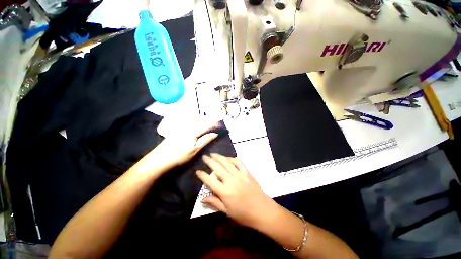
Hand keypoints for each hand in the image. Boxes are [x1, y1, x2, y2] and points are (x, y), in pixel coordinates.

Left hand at [153, 119, 219, 167]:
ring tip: (210, 124)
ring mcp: (182, 126)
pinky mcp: (178, 129)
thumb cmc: (179, 155)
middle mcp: (188, 125)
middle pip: (202, 120)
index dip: (215, 124)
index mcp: (193, 130)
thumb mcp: (195, 149)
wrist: (159, 159)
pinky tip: (198, 125)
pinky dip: (197, 123)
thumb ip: (206, 139)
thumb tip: (215, 134)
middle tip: (217, 124)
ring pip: (196, 120)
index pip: (207, 124)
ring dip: (204, 121)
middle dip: (210, 121)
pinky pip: (190, 123)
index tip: (222, 125)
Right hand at [196, 153, 274, 227]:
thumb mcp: (227, 211)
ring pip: (227, 163)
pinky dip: (233, 159)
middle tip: (204, 156)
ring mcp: (240, 175)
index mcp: (225, 192)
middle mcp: (231, 180)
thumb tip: (202, 199)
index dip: (203, 175)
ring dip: (220, 157)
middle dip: (210, 161)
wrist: (262, 210)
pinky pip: (239, 163)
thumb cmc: (244, 214)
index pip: (210, 181)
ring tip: (213, 153)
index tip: (198, 171)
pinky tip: (228, 158)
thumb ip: (215, 203)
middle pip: (218, 168)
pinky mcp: (247, 173)